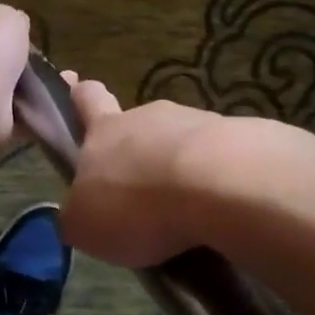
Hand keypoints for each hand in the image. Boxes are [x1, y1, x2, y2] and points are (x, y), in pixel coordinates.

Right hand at [58, 74, 221, 267]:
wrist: (219, 186)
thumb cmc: (135, 204)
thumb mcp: (85, 226)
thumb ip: (79, 217)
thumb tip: (79, 216)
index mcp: (104, 131)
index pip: (86, 98)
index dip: (79, 95)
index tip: (77, 88)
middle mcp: (147, 118)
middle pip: (137, 126)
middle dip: (136, 153)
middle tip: (139, 193)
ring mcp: (196, 124)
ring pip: (179, 144)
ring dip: (178, 172)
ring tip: (185, 217)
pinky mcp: (237, 141)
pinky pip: (218, 163)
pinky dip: (214, 186)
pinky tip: (218, 216)